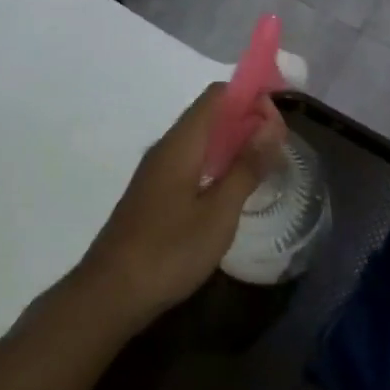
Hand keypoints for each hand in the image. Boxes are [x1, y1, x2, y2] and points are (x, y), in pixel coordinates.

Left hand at [73, 84, 287, 331]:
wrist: (110, 293)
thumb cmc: (169, 251)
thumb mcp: (218, 213)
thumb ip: (246, 167)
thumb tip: (270, 125)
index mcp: (181, 143)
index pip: (217, 95)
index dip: (250, 97)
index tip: (279, 122)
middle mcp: (166, 147)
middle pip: (210, 114)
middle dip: (247, 120)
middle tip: (278, 148)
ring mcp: (157, 171)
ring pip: (201, 140)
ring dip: (233, 143)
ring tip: (264, 165)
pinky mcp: (154, 193)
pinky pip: (191, 161)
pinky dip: (217, 163)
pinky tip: (233, 188)